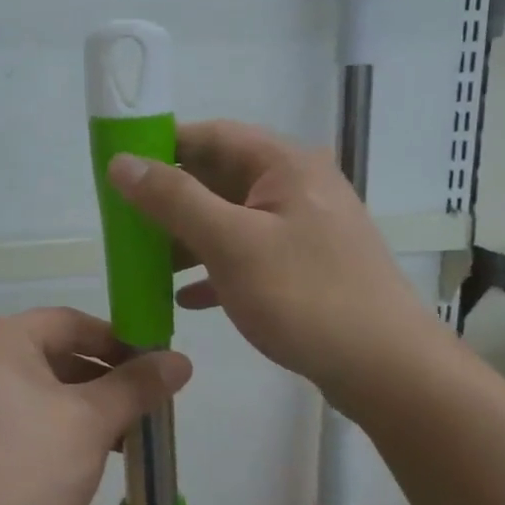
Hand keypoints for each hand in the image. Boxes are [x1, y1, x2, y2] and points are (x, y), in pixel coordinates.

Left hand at [0, 308, 192, 504]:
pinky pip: (8, 412)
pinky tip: (72, 458)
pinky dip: (45, 424)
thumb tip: (180, 360)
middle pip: (49, 353)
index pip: (70, 322)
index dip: (118, 342)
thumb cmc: (25, 472)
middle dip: (100, 380)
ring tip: (115, 439)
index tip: (153, 370)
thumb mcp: (91, 424)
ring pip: (31, 387)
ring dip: (77, 406)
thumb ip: (137, 386)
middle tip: (139, 409)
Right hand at [107, 120, 437, 407]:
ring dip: (188, 237)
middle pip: (220, 177)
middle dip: (171, 198)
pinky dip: (215, 269)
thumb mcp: (231, 243)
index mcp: (285, 165)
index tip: (119, 168)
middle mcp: (297, 187)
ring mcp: (304, 229)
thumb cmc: (305, 296)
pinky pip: (249, 255)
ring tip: (145, 263)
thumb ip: (174, 199)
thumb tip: (121, 162)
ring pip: (232, 219)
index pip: (212, 135)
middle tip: (124, 221)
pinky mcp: (306, 267)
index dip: (162, 145)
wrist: (386, 369)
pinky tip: (186, 298)